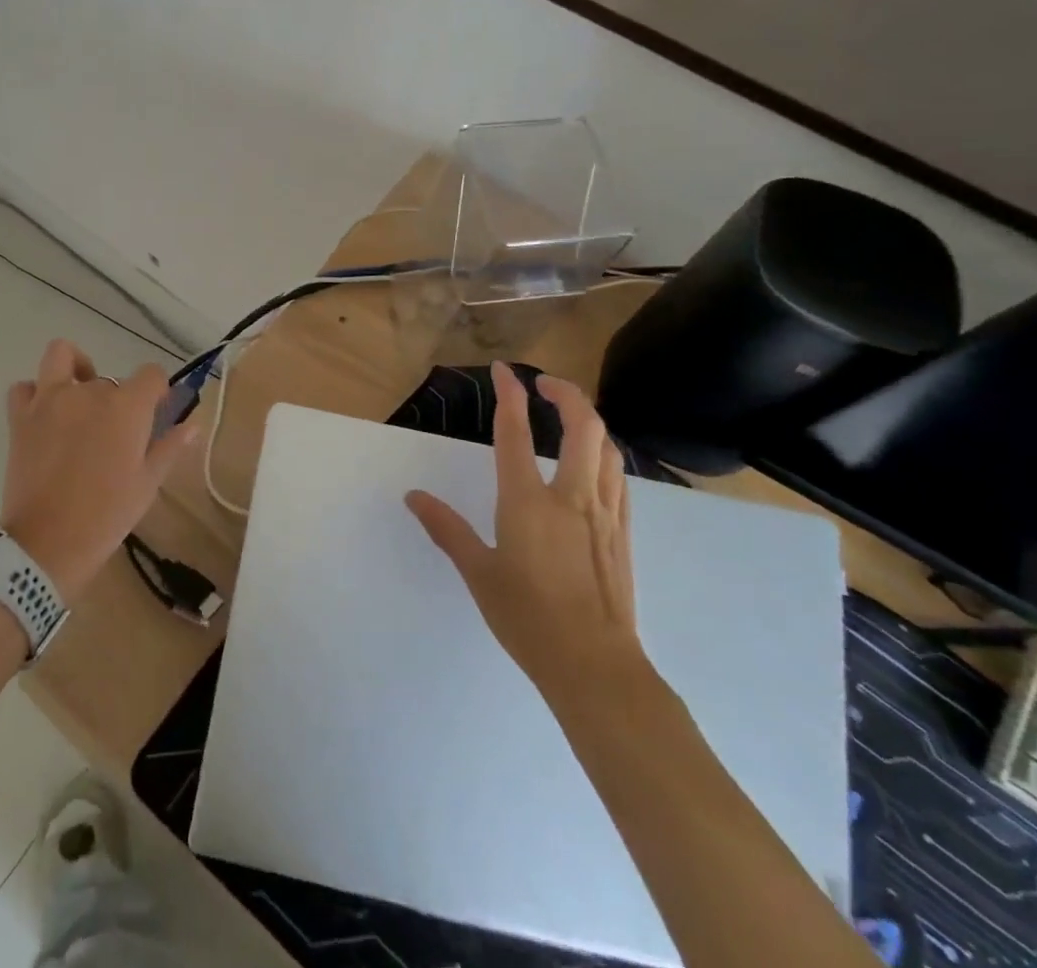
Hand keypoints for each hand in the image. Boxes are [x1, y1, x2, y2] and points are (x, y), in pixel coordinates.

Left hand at [0, 340, 196, 606]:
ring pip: (62, 356)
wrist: (47, 544)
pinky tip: (45, 414)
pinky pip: (25, 387)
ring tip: (79, 395)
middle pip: (110, 380)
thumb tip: (192, 425)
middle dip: (117, 400)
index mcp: (126, 407)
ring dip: (74, 368)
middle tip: (115, 435)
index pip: (151, 374)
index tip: (156, 411)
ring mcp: (50, 400)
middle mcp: (89, 392)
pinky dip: (35, 393)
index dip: (157, 390)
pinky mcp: (20, 417)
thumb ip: (169, 447)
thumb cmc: (106, 515)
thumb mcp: (147, 484)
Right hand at [405, 361, 644, 707]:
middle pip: (582, 425)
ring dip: (589, 420)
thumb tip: (413, 497)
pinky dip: (605, 454)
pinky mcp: (623, 533)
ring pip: (608, 447)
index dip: (509, 395)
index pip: (516, 433)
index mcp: (527, 502)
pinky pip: (619, 477)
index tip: (503, 370)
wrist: (595, 667)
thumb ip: (446, 528)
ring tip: (569, 416)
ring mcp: (604, 513)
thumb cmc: (528, 619)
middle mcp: (571, 497)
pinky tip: (595, 464)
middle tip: (544, 384)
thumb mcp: (478, 572)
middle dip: (566, 392)